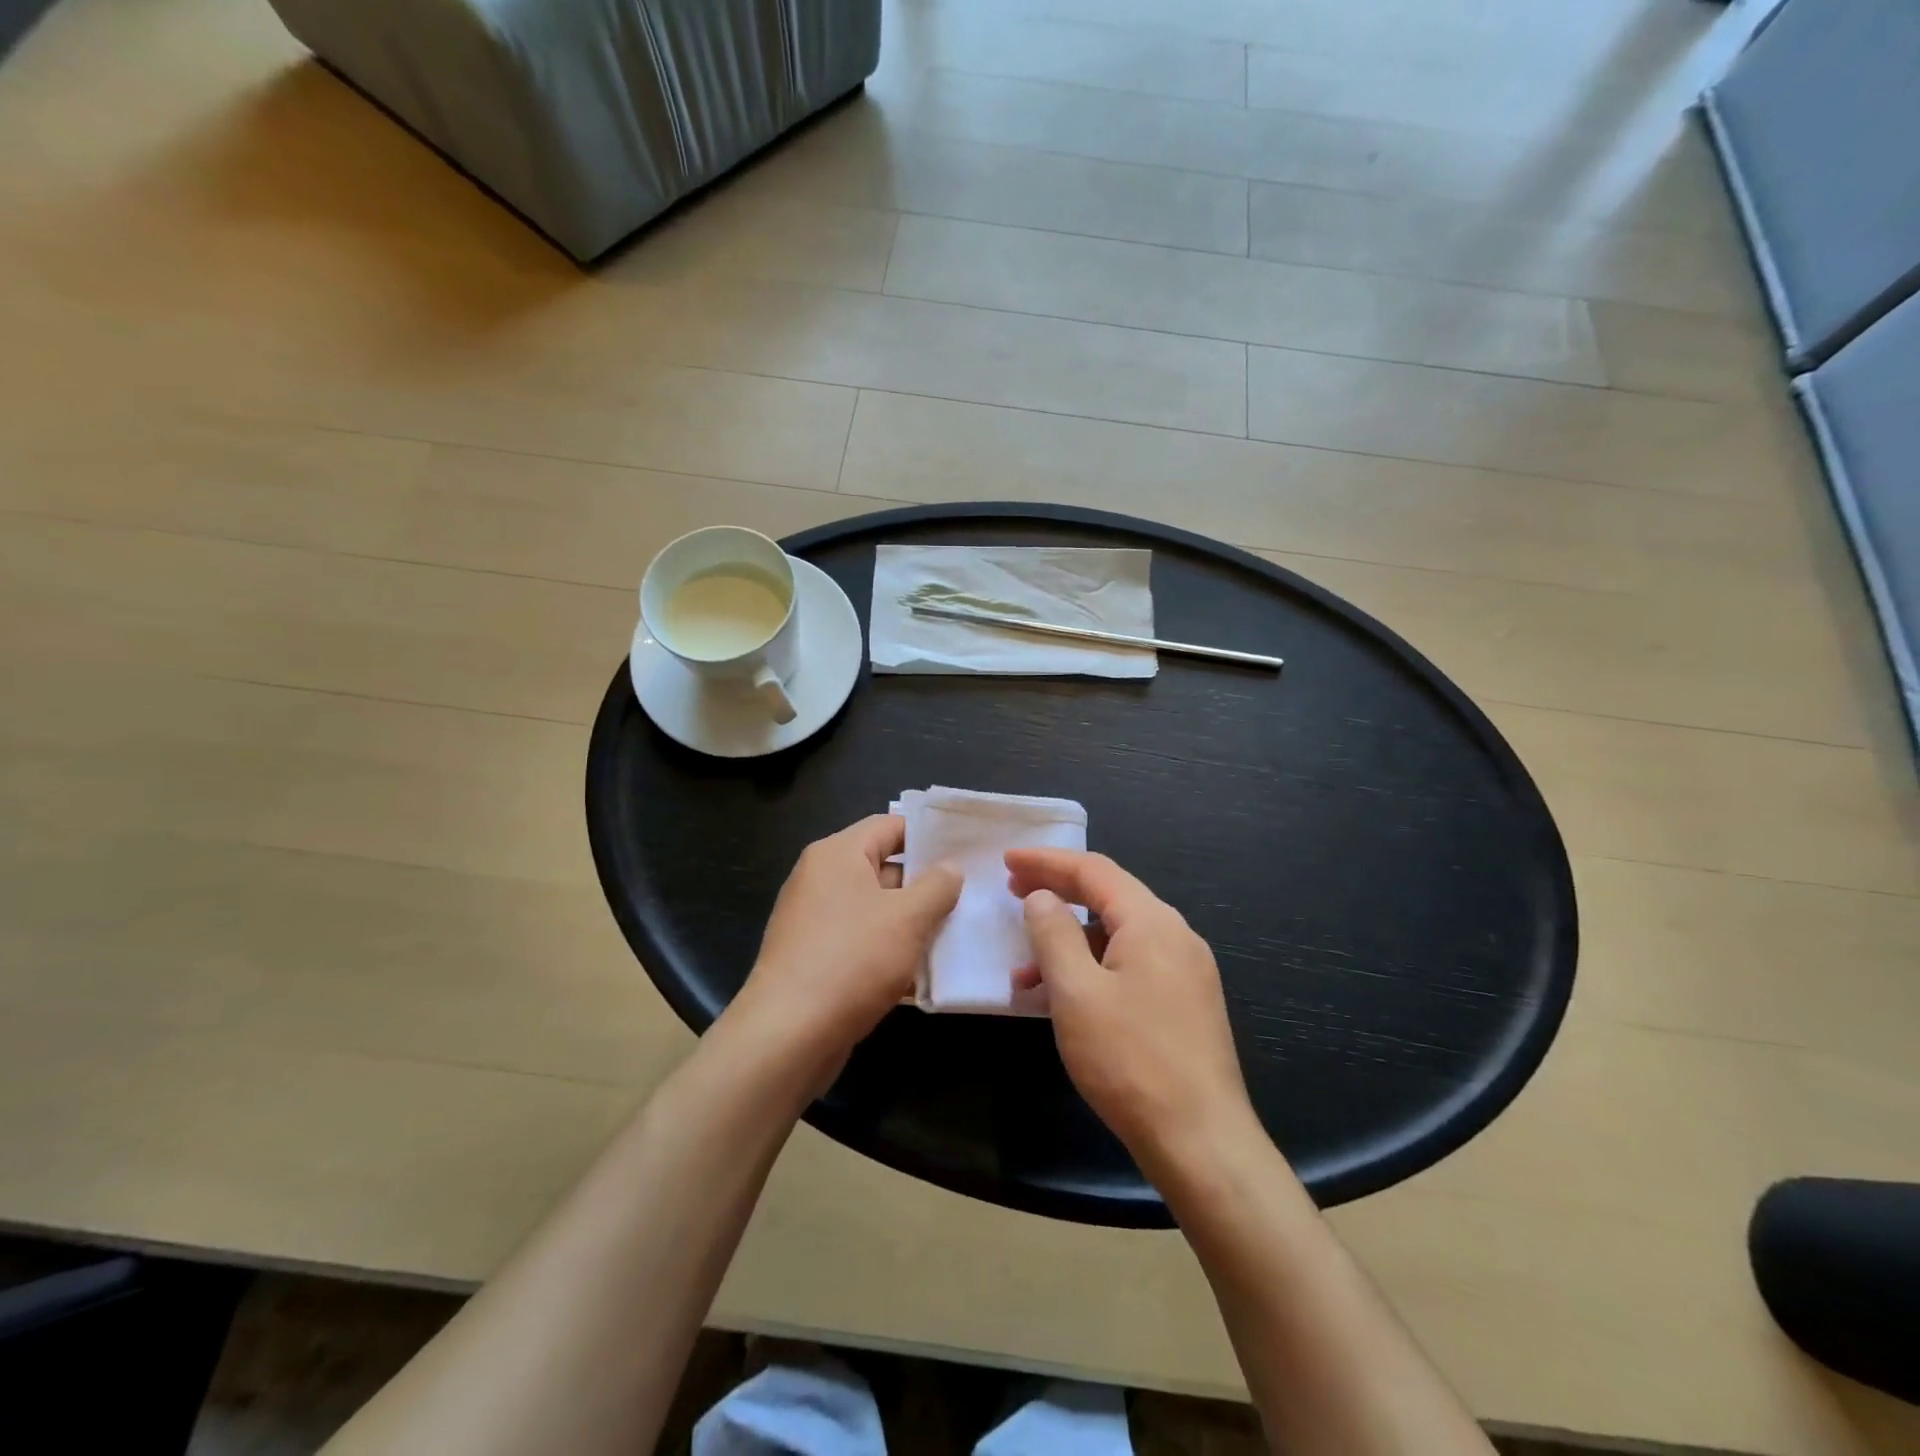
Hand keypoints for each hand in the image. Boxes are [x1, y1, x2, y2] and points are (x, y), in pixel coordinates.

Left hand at [732, 816, 960, 1080]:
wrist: (788, 1035)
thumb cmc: (852, 960)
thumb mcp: (908, 918)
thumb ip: (937, 886)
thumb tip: (950, 868)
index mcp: (837, 855)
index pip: (889, 826)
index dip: (928, 835)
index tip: (966, 850)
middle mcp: (820, 879)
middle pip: (883, 868)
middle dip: (925, 885)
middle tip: (970, 895)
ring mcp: (814, 921)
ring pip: (875, 910)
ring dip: (911, 923)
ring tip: (956, 934)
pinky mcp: (814, 958)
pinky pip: (860, 942)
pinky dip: (889, 951)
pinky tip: (922, 973)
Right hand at [1007, 849, 1258, 1178]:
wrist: (1202, 1142)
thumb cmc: (1130, 1060)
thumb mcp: (1076, 992)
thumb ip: (1053, 934)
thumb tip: (1042, 897)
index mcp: (1152, 922)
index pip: (1094, 870)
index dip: (1047, 861)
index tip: (1007, 860)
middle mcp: (1175, 935)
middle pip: (1109, 896)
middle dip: (1058, 891)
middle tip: (1012, 891)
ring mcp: (1185, 970)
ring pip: (1118, 935)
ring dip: (1071, 940)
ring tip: (1025, 966)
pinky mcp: (1185, 1002)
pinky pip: (1131, 965)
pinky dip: (1093, 968)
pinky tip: (1064, 998)